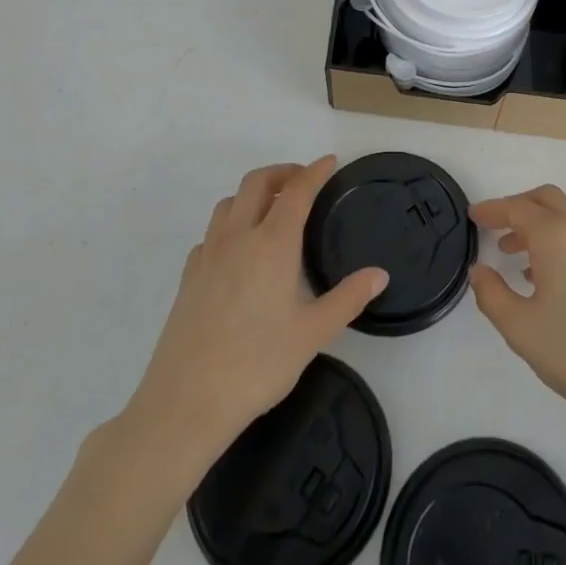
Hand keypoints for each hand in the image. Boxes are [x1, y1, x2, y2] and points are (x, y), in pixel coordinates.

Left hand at [126, 157, 386, 462]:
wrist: (185, 402)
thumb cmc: (257, 364)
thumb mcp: (313, 334)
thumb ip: (348, 299)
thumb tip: (380, 274)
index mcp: (272, 244)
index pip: (297, 191)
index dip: (315, 171)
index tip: (330, 162)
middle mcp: (238, 237)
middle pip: (257, 182)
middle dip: (282, 173)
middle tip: (303, 181)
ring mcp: (208, 255)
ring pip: (229, 203)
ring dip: (253, 194)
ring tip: (272, 210)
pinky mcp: (188, 276)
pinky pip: (211, 232)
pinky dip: (230, 224)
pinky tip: (239, 250)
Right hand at [469, 185, 565, 437]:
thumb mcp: (521, 329)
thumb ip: (492, 294)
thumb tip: (480, 270)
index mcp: (558, 236)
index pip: (517, 208)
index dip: (492, 210)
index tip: (473, 216)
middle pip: (547, 199)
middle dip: (518, 207)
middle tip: (495, 228)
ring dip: (539, 225)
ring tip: (516, 257)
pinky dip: (560, 240)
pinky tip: (549, 277)